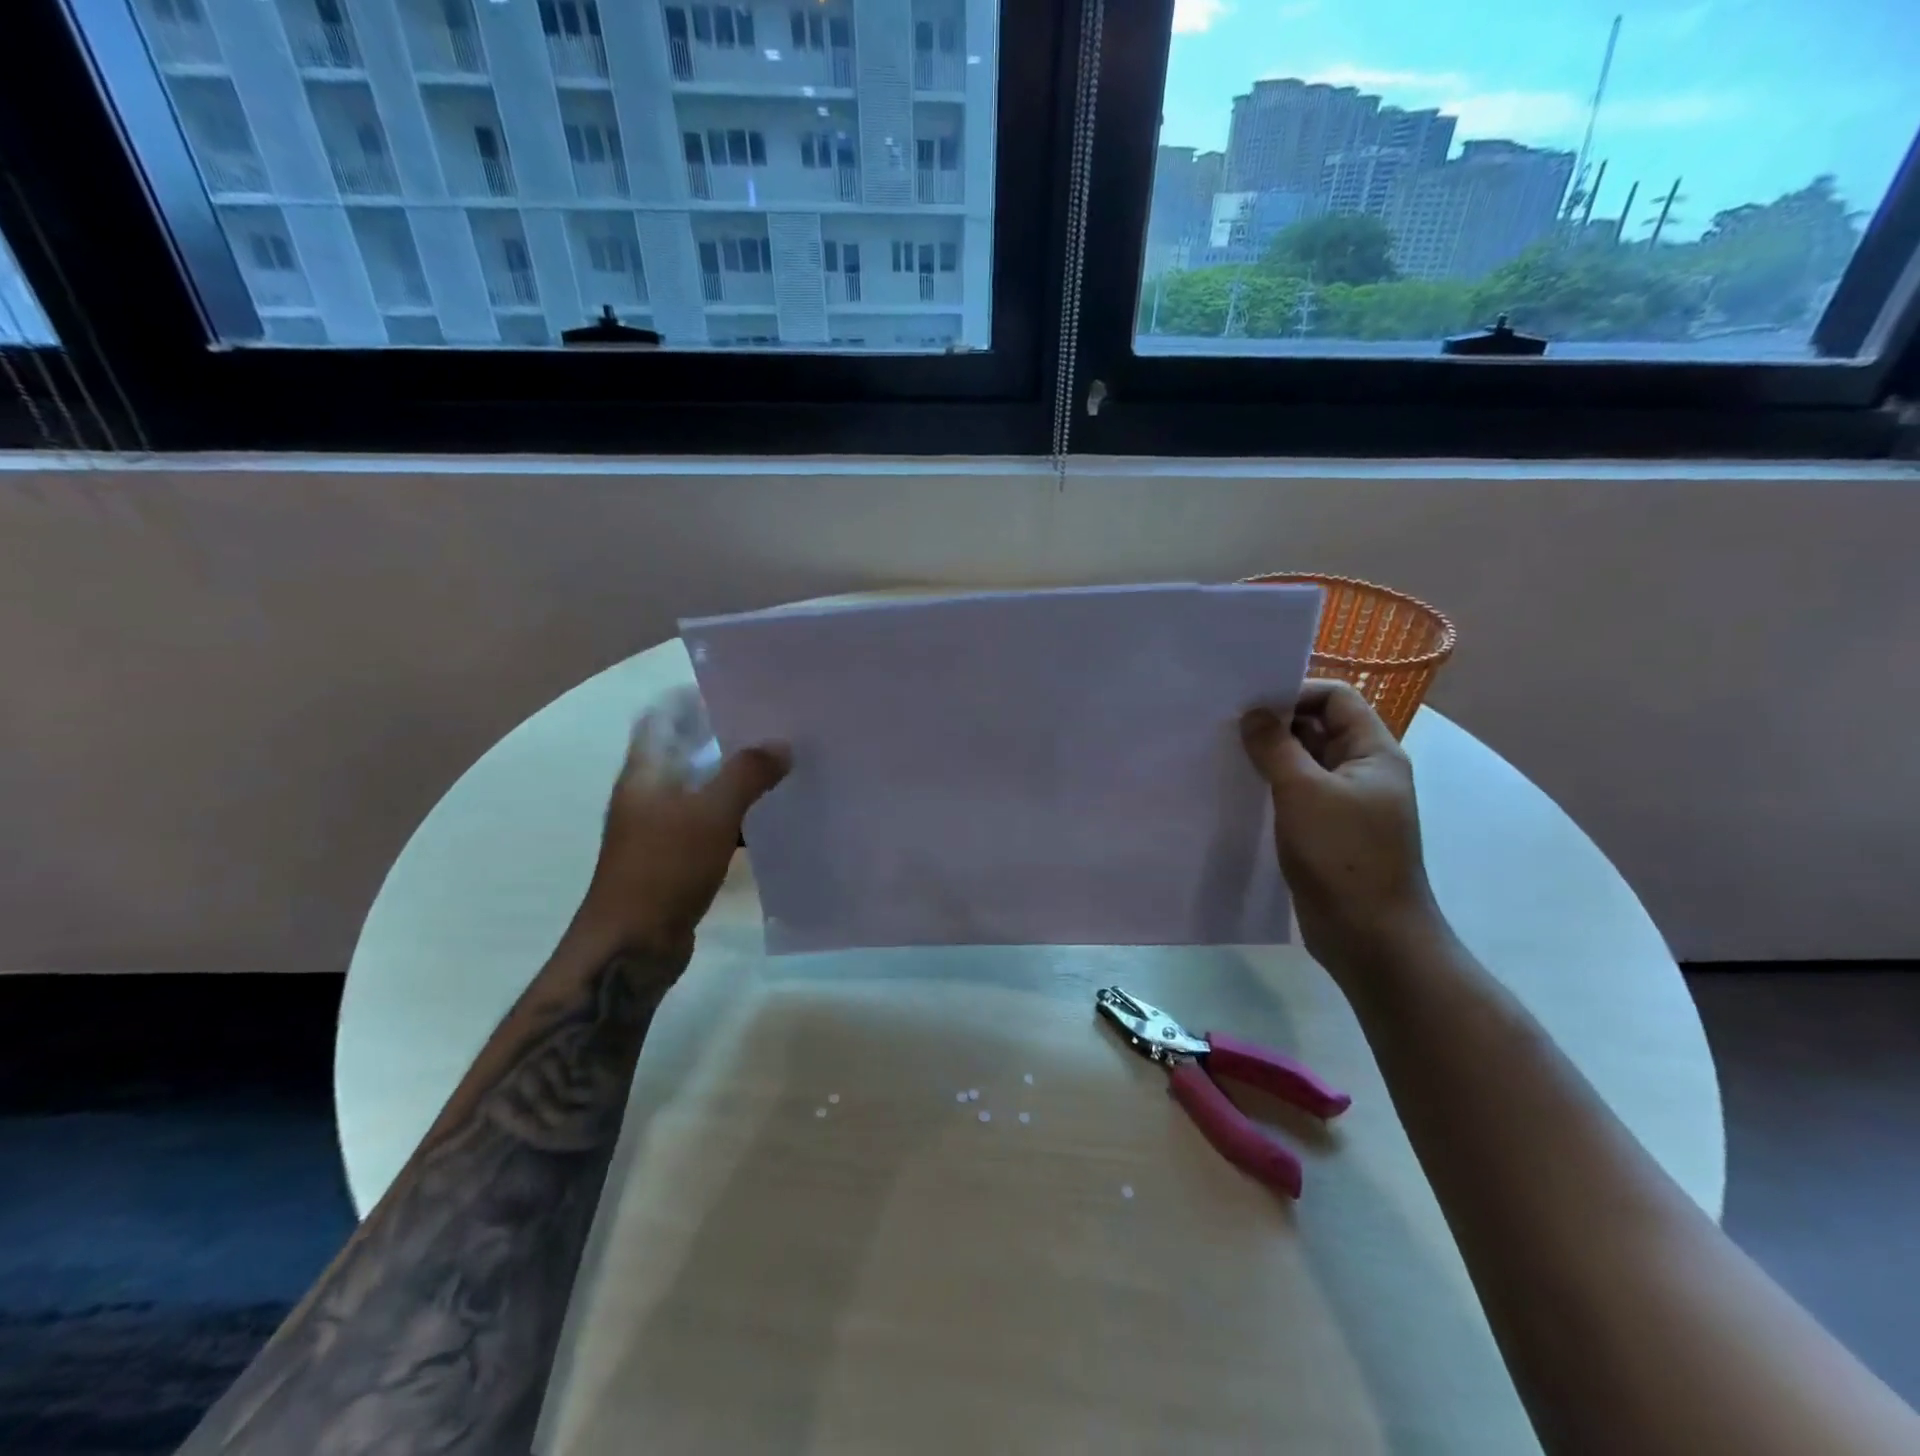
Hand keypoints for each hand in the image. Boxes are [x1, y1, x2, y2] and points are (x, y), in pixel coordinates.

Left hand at [578, 687, 788, 948]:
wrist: (632, 945)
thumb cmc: (664, 868)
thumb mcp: (710, 813)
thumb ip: (747, 774)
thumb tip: (782, 745)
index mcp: (646, 772)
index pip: (662, 716)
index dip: (691, 697)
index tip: (737, 688)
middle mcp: (650, 793)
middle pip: (688, 750)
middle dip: (726, 735)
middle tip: (774, 724)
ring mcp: (662, 827)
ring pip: (704, 788)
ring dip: (736, 777)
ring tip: (782, 763)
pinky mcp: (678, 857)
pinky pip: (712, 823)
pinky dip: (737, 814)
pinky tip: (772, 816)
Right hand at [1240, 680, 1444, 982]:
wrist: (1371, 936)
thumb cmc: (1344, 855)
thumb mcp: (1304, 792)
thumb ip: (1276, 747)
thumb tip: (1254, 713)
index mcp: (1373, 753)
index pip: (1336, 699)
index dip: (1296, 693)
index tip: (1249, 704)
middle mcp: (1363, 772)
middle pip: (1318, 728)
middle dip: (1275, 724)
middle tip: (1226, 725)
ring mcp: (1345, 804)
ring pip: (1303, 763)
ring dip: (1269, 757)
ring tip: (1224, 754)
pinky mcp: (1326, 832)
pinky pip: (1296, 795)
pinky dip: (1270, 787)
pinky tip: (1237, 791)